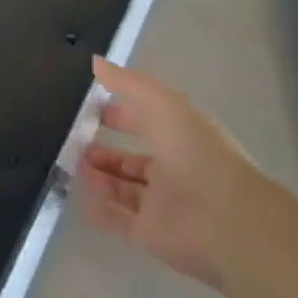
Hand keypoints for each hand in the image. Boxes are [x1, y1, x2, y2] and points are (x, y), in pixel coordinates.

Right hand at [76, 56, 262, 288]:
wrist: (227, 221)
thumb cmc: (196, 153)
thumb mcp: (161, 103)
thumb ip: (127, 83)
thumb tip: (96, 62)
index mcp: (180, 135)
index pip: (145, 120)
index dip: (118, 112)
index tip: (87, 108)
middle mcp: (172, 169)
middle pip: (131, 159)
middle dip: (103, 150)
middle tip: (71, 141)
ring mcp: (161, 204)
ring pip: (122, 189)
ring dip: (97, 177)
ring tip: (70, 164)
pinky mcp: (150, 235)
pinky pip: (117, 221)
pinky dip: (98, 210)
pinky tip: (76, 196)